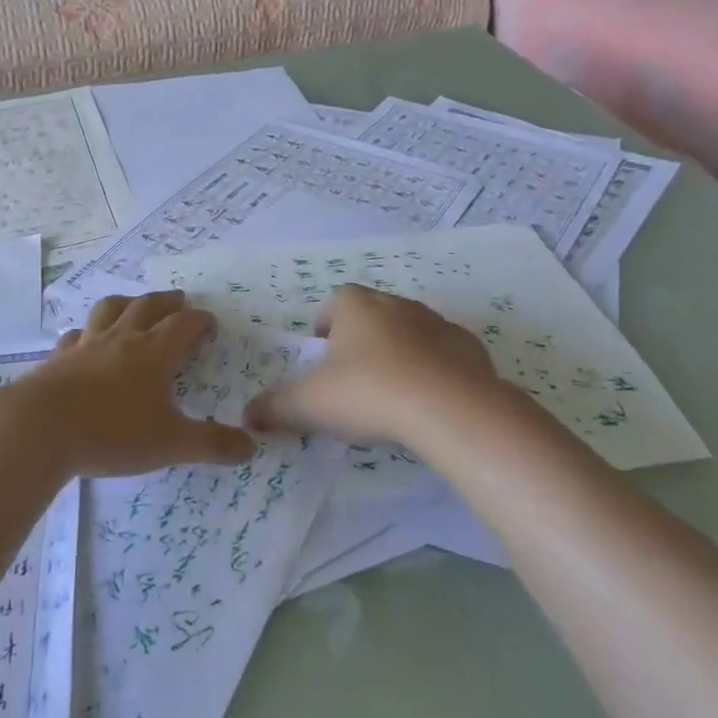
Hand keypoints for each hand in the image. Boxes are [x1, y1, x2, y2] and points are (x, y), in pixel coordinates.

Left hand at [0, 292, 257, 479]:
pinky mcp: (57, 359)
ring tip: (133, 305)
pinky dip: (86, 332)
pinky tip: (83, 340)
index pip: (183, 325)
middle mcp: (121, 340)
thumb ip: (212, 444)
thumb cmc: (113, 433)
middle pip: (147, 307)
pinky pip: (75, 336)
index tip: (210, 322)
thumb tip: (251, 446)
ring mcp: (86, 346)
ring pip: (109, 310)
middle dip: (167, 301)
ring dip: (126, 303)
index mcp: (153, 353)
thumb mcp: (171, 443)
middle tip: (179, 299)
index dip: (200, 321)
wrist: (41, 428)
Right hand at [245, 285, 541, 453]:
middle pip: (372, 314)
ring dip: (399, 353)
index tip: (323, 356)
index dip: (325, 325)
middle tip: (353, 379)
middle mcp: (396, 304)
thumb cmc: (368, 392)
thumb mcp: (309, 404)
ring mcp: (437, 323)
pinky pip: (444, 354)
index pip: (334, 301)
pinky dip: (434, 370)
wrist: (450, 407)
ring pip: (409, 332)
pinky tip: (428, 402)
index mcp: (356, 305)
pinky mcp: (469, 348)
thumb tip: (247, 415)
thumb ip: (275, 406)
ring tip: (391, 393)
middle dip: (361, 340)